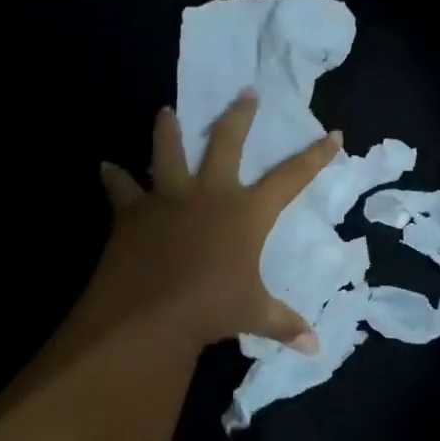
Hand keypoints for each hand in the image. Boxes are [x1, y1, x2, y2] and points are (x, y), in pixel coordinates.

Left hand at [87, 91, 340, 351]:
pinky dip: (114, 178)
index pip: (291, 177)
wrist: (150, 314)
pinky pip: (121, 188)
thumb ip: (284, 324)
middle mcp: (209, 194)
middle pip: (227, 143)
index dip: (315, 156)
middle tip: (246, 92)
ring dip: (167, 129)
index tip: (333, 134)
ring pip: (167, 152)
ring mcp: (168, 199)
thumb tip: (315, 348)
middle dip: (239, 116)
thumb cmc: (211, 309)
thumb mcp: (254, 315)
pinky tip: (106, 167)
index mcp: (246, 213)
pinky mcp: (132, 212)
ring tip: (165, 112)